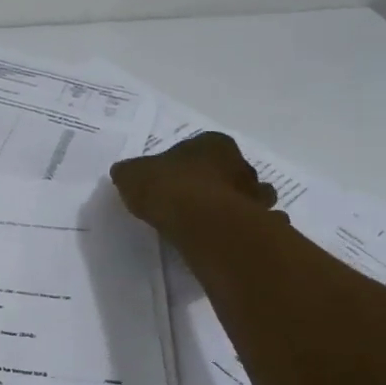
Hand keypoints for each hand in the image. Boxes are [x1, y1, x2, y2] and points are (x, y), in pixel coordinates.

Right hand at [110, 131, 277, 236]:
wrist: (201, 222)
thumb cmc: (168, 188)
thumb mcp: (132, 175)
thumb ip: (130, 173)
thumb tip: (124, 174)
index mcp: (213, 144)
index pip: (204, 148)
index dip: (188, 164)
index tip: (174, 181)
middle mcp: (241, 164)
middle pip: (230, 172)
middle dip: (218, 184)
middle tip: (194, 203)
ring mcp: (255, 194)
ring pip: (250, 197)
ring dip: (237, 207)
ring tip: (211, 225)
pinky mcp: (261, 223)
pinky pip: (256, 225)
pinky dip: (247, 230)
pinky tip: (227, 240)